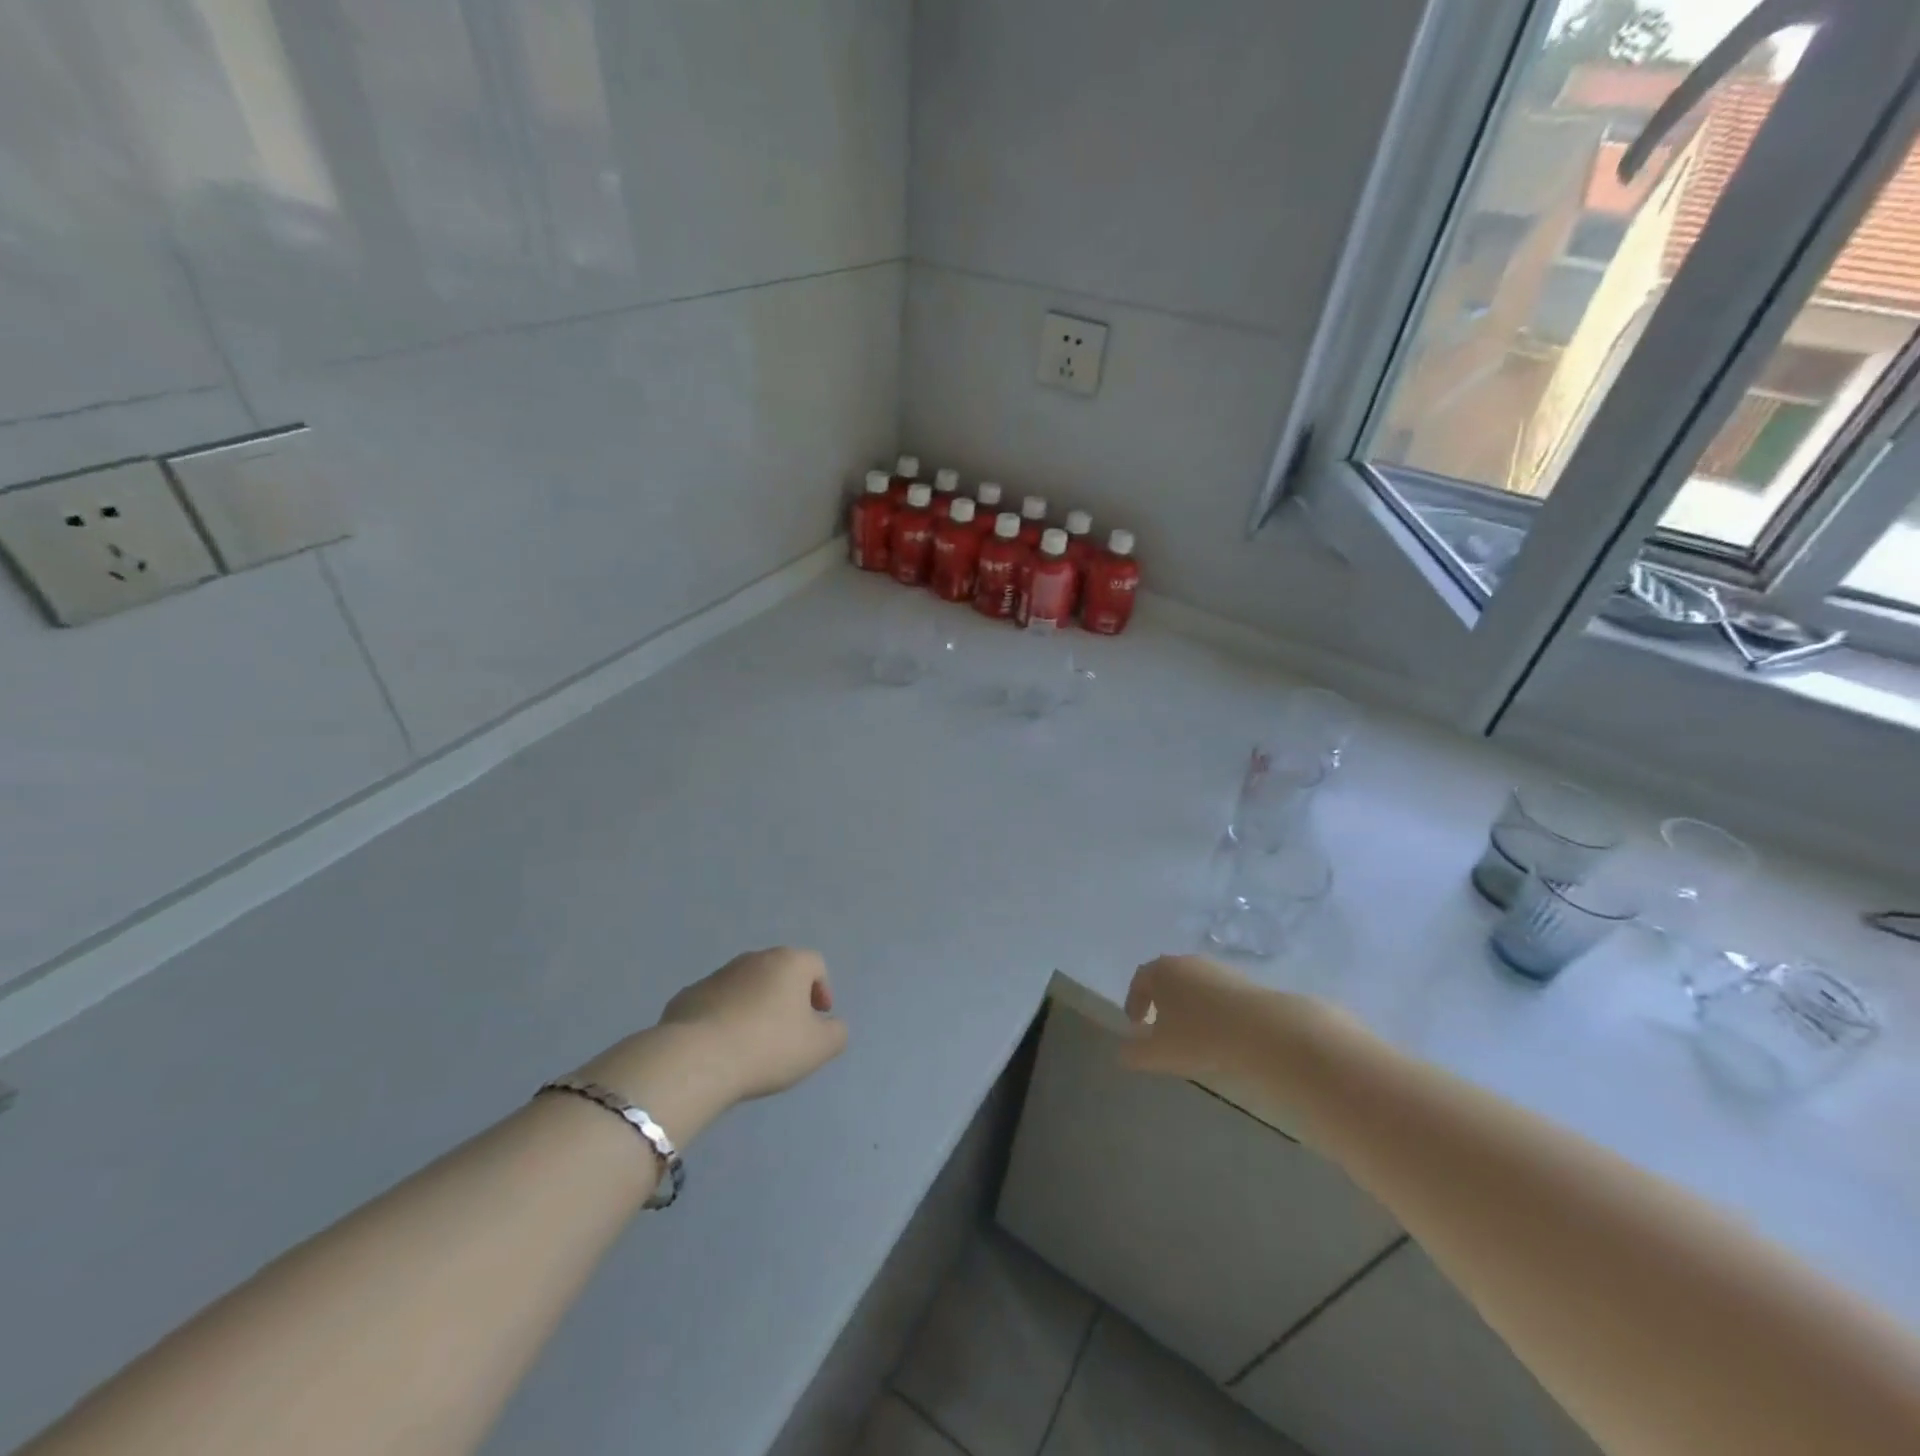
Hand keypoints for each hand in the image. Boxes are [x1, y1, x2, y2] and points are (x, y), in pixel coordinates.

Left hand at [656, 947, 848, 1102]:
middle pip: (779, 972)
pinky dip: (724, 1018)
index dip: (822, 990)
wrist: (696, 1059)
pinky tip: (721, 1047)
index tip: (818, 1019)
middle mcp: (753, 959)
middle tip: (788, 1031)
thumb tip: (831, 1026)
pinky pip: (715, 1003)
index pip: (815, 964)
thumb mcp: (819, 1048)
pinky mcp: (687, 996)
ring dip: (754, 1006)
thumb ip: (836, 1033)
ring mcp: (717, 975)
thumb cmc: (768, 1046)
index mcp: (788, 962)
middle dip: (787, 997)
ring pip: (746, 986)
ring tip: (752, 1043)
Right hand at [1122, 954, 1265, 1077]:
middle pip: (1166, 978)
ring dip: (1187, 1006)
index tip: (1135, 1025)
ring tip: (1192, 1034)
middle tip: (1160, 1028)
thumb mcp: (1159, 1053)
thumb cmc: (1199, 1035)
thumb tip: (1122, 1053)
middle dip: (1160, 1002)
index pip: (1139, 980)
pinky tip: (1219, 1032)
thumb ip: (1134, 1053)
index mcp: (1160, 970)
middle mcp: (1186, 961)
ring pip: (1193, 985)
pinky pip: (1217, 993)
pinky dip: (1211, 1009)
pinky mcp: (1242, 979)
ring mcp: (1216, 968)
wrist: (1261, 1028)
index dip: (1134, 1002)